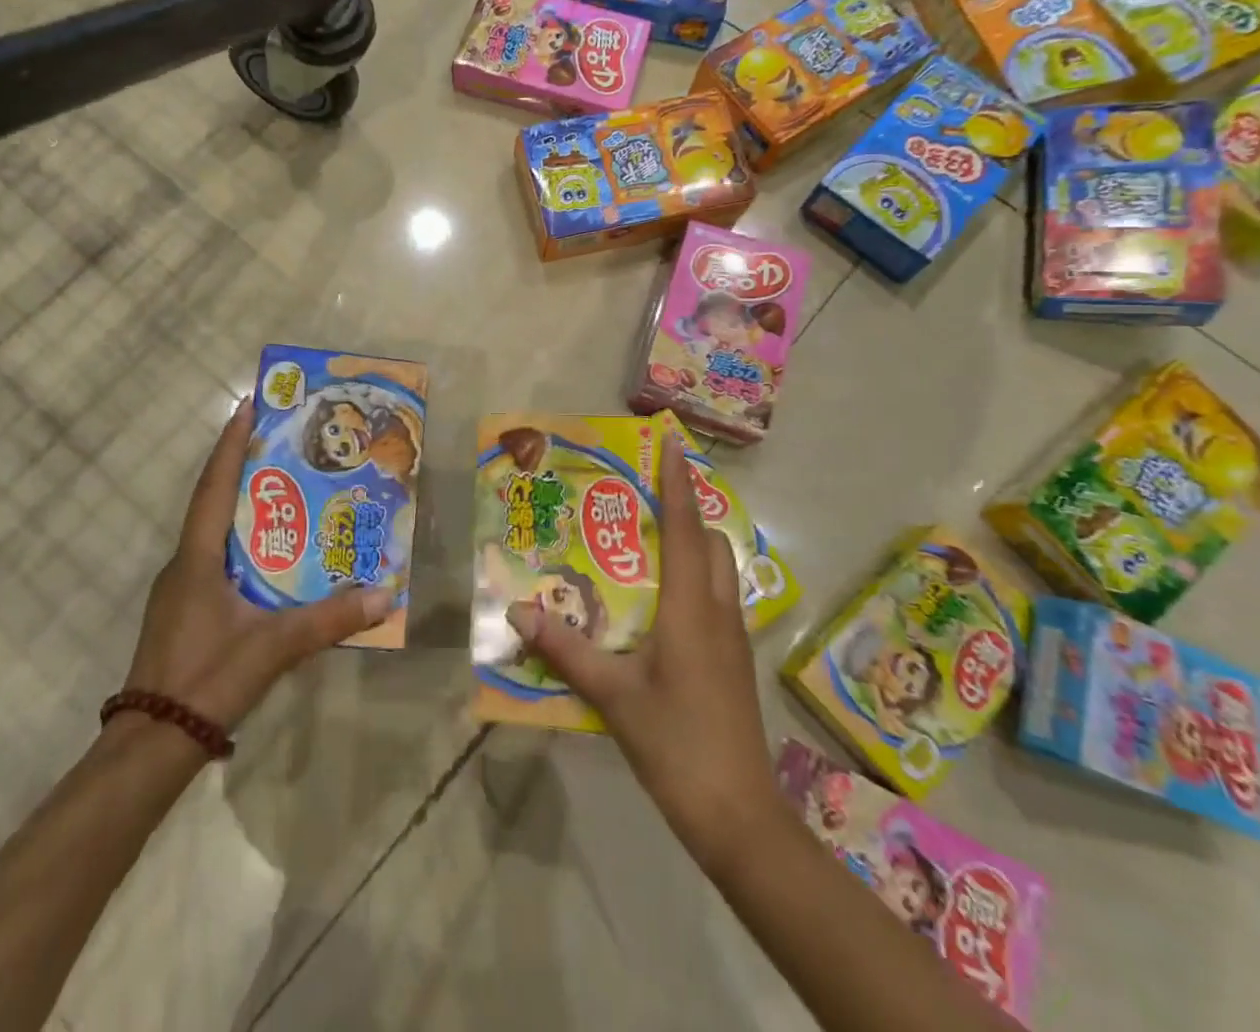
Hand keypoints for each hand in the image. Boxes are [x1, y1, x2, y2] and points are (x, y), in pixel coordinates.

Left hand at [122, 399, 394, 728]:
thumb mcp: (273, 646)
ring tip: (286, 493)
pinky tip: (273, 557)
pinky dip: (243, 544)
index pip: (214, 486)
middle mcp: (184, 564)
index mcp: (198, 558)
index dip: (230, 444)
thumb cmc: (207, 679)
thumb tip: (384, 594)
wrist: (151, 745)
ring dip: (245, 508)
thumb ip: (328, 620)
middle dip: (244, 469)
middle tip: (282, 444)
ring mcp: (180, 590)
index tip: (247, 405)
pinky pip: (217, 560)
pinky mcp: (185, 612)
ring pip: (216, 534)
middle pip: (215, 502)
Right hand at [507, 423, 778, 874]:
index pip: (686, 529)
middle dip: (686, 509)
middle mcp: (718, 611)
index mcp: (691, 608)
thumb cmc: (676, 744)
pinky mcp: (734, 662)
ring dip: (694, 543)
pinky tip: (663, 600)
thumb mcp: (612, 695)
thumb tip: (518, 610)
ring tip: (650, 539)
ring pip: (720, 570)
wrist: (740, 816)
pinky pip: (718, 598)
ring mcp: (733, 639)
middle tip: (645, 496)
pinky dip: (696, 577)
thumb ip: (565, 649)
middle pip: (710, 542)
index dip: (678, 483)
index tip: (673, 442)